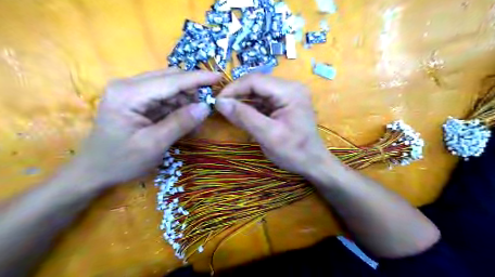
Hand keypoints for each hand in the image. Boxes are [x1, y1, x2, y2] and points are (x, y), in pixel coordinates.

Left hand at [70, 68, 220, 187]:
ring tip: (196, 120)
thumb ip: (180, 123)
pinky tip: (184, 121)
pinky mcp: (136, 100)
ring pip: (169, 87)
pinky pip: (164, 97)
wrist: (94, 172)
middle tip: (208, 106)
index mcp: (129, 94)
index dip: (197, 78)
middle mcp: (129, 86)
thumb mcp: (154, 145)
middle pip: (170, 78)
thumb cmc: (120, 161)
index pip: (171, 80)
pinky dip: (177, 107)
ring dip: (186, 100)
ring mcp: (132, 92)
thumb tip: (205, 107)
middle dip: (192, 90)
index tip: (220, 77)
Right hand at [215, 73, 333, 176]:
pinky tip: (242, 114)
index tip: (217, 102)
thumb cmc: (294, 152)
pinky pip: (263, 99)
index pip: (255, 80)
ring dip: (242, 99)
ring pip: (258, 90)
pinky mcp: (285, 103)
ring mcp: (289, 94)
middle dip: (237, 93)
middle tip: (221, 107)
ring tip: (229, 111)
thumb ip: (244, 117)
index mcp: (290, 91)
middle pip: (256, 83)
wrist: (313, 163)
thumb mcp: (268, 135)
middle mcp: (290, 87)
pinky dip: (251, 106)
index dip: (233, 88)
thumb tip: (219, 102)